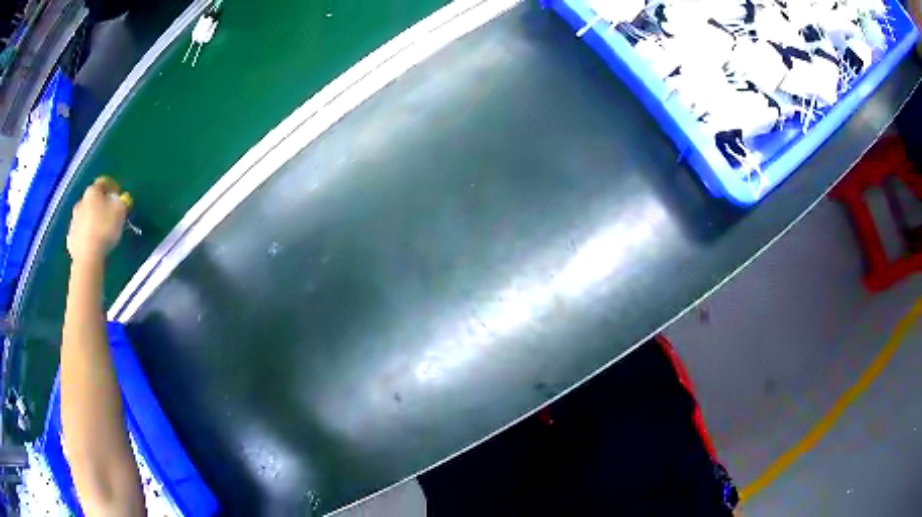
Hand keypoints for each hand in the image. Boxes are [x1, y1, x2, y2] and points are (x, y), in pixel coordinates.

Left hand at [67, 178, 128, 264]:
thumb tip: (119, 199)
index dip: (113, 186)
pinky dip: (86, 235)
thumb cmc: (104, 229)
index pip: (103, 182)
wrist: (87, 258)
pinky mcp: (70, 239)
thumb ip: (121, 201)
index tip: (119, 195)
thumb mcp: (120, 211)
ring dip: (92, 220)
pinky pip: (80, 233)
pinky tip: (92, 244)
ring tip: (101, 232)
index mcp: (92, 191)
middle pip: (92, 199)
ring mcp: (73, 221)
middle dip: (100, 204)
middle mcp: (80, 202)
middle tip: (109, 215)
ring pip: (84, 216)